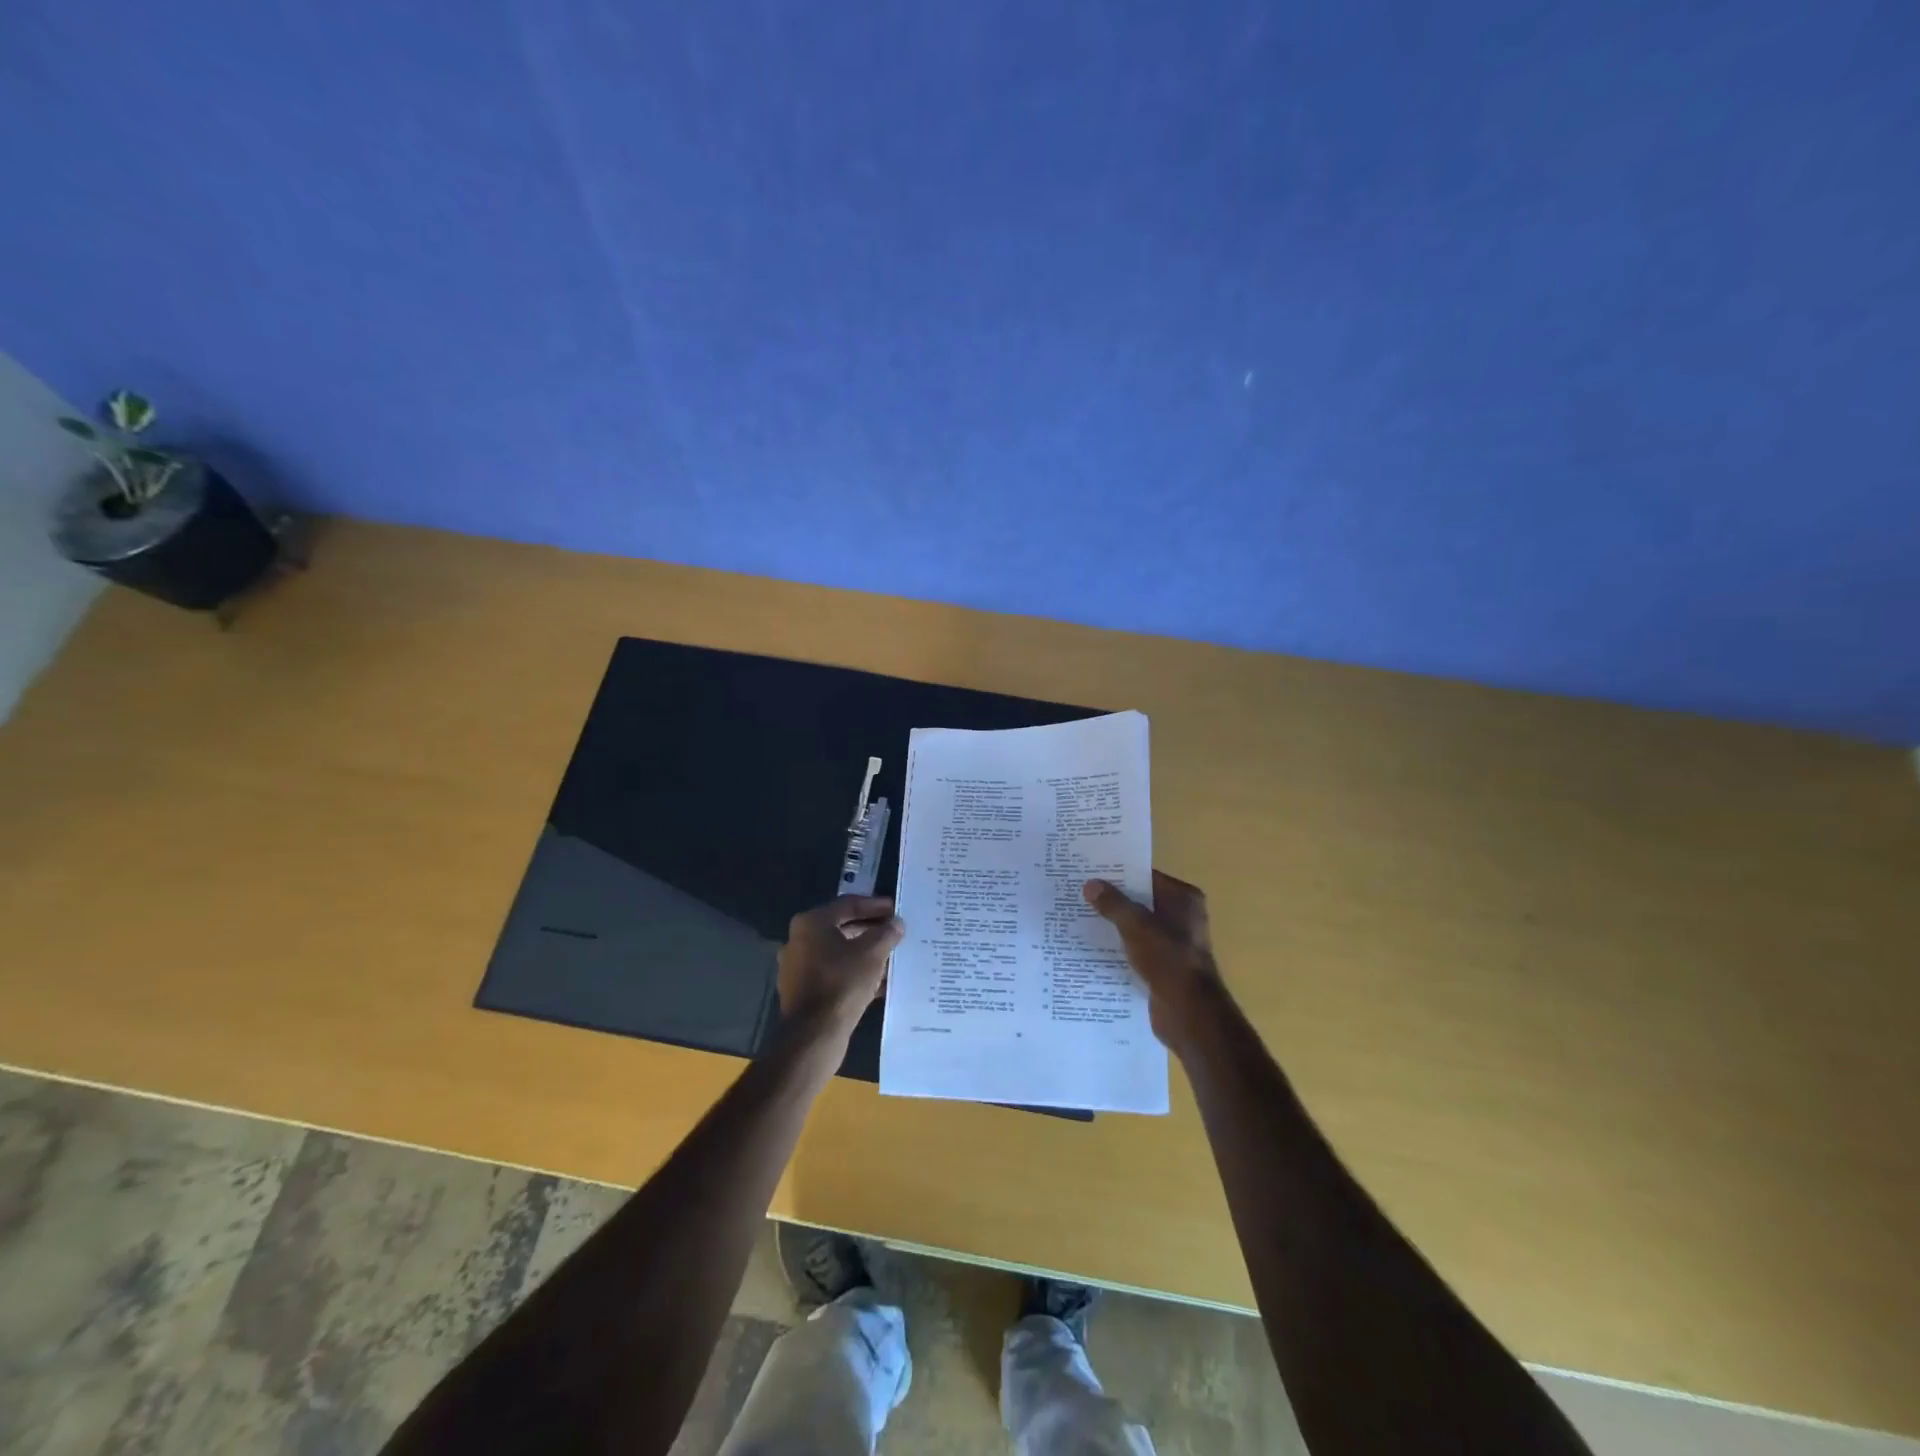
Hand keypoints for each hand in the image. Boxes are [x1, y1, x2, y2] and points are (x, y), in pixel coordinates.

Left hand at [777, 895, 905, 1043]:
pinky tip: (880, 981)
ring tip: (892, 956)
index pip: (848, 904)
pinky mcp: (804, 991)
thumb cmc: (842, 982)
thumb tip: (896, 924)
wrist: (814, 1034)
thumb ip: (886, 933)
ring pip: (840, 953)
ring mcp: (799, 967)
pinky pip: (835, 974)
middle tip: (895, 931)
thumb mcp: (872, 953)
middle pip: (842, 927)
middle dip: (871, 930)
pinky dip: (856, 973)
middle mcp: (799, 941)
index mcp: (811, 923)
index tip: (896, 909)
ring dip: (866, 953)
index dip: (875, 905)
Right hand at [1083, 870, 1226, 1056]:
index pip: (1146, 877)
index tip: (1090, 871)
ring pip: (1137, 926)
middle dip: (1113, 899)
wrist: (1188, 1012)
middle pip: (1140, 901)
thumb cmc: (1167, 959)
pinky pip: (1137, 948)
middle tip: (1079, 892)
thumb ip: (1113, 904)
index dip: (1119, 873)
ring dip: (1114, 924)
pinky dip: (1120, 946)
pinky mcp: (1164, 965)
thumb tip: (1091, 885)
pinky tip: (1093, 946)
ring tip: (1080, 917)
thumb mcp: (1135, 925)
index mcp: (1183, 898)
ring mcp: (1174, 942)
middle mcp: (1182, 916)